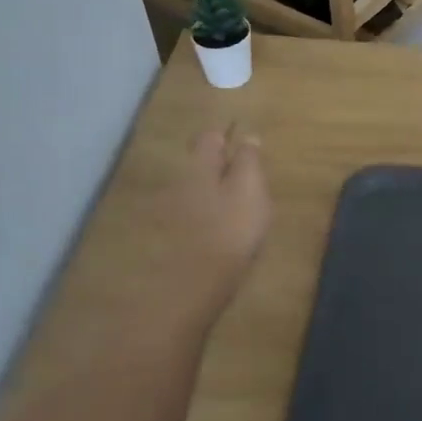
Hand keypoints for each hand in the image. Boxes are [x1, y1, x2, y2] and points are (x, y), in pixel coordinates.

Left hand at [152, 126, 271, 314]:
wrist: (196, 283)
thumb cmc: (231, 228)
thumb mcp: (250, 188)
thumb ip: (249, 160)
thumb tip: (248, 137)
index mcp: (199, 166)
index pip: (210, 138)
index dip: (227, 138)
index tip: (245, 147)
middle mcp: (179, 182)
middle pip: (200, 165)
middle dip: (219, 167)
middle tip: (245, 179)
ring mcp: (171, 211)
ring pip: (196, 191)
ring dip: (213, 194)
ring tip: (238, 208)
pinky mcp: (172, 238)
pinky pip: (193, 217)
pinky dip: (207, 218)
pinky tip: (222, 232)